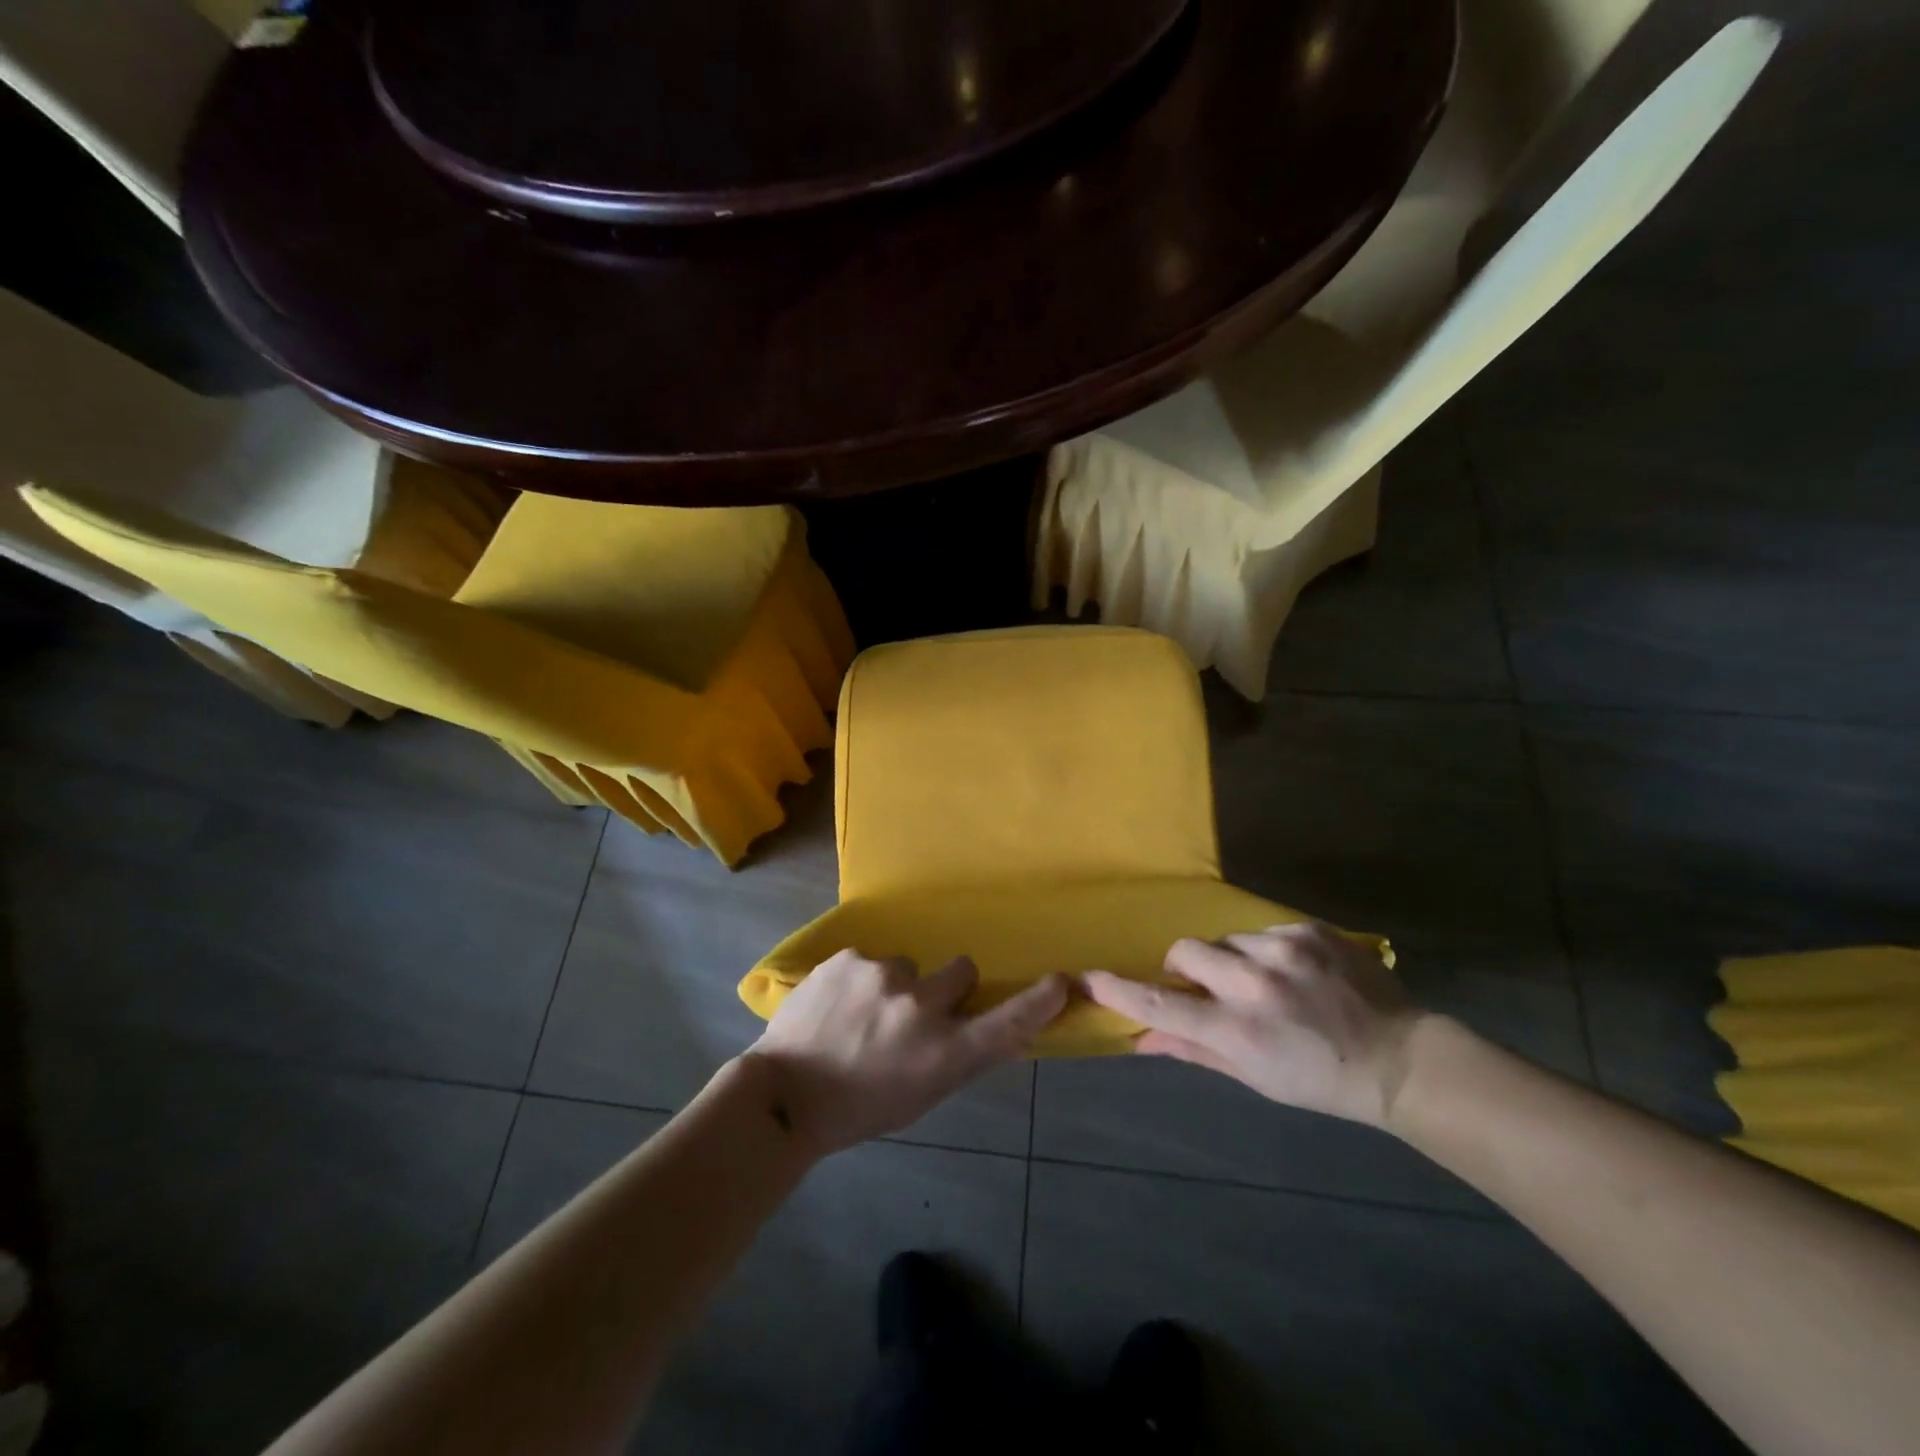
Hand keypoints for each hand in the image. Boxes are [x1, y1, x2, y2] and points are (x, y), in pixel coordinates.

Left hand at [746, 950, 1068, 1155]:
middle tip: (915, 1010)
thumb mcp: (919, 1094)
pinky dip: (860, 979)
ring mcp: (882, 975)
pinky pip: (870, 960)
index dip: (1037, 1002)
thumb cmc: (858, 1108)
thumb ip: (954, 1055)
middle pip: (961, 970)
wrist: (783, 1094)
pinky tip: (835, 1004)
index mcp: (942, 1053)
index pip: (1005, 1023)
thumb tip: (980, 1025)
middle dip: (946, 987)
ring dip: (895, 985)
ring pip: (908, 965)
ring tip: (859, 1014)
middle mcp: (920, 1006)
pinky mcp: (849, 958)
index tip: (1060, 981)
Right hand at [1081, 924, 1430, 1127]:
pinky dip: (1265, 950)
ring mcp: (1285, 950)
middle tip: (1208, 987)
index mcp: (1239, 1030)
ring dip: (1230, 959)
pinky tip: (1294, 972)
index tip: (1089, 977)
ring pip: (1225, 938)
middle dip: (1185, 966)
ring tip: (1263, 982)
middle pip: (1185, 951)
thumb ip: (1193, 1050)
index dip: (1121, 990)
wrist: (1402, 1058)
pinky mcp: (1309, 929)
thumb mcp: (1254, 1077)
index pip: (1162, 1004)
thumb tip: (1140, 1037)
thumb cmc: (1319, 1080)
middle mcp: (1256, 984)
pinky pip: (1262, 930)